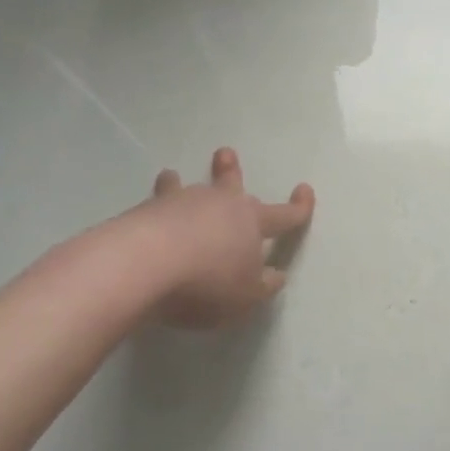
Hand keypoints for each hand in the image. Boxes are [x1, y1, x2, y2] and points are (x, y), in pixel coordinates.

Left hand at [140, 148, 314, 327]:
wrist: (144, 264)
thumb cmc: (207, 282)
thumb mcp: (246, 297)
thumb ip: (263, 286)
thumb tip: (276, 274)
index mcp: (252, 223)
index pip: (284, 215)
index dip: (298, 207)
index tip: (305, 190)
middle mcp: (219, 204)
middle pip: (230, 184)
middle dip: (231, 171)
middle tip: (225, 153)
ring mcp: (181, 203)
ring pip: (187, 189)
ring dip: (182, 182)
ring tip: (172, 175)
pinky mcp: (146, 211)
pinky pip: (155, 203)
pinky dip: (155, 204)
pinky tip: (147, 210)